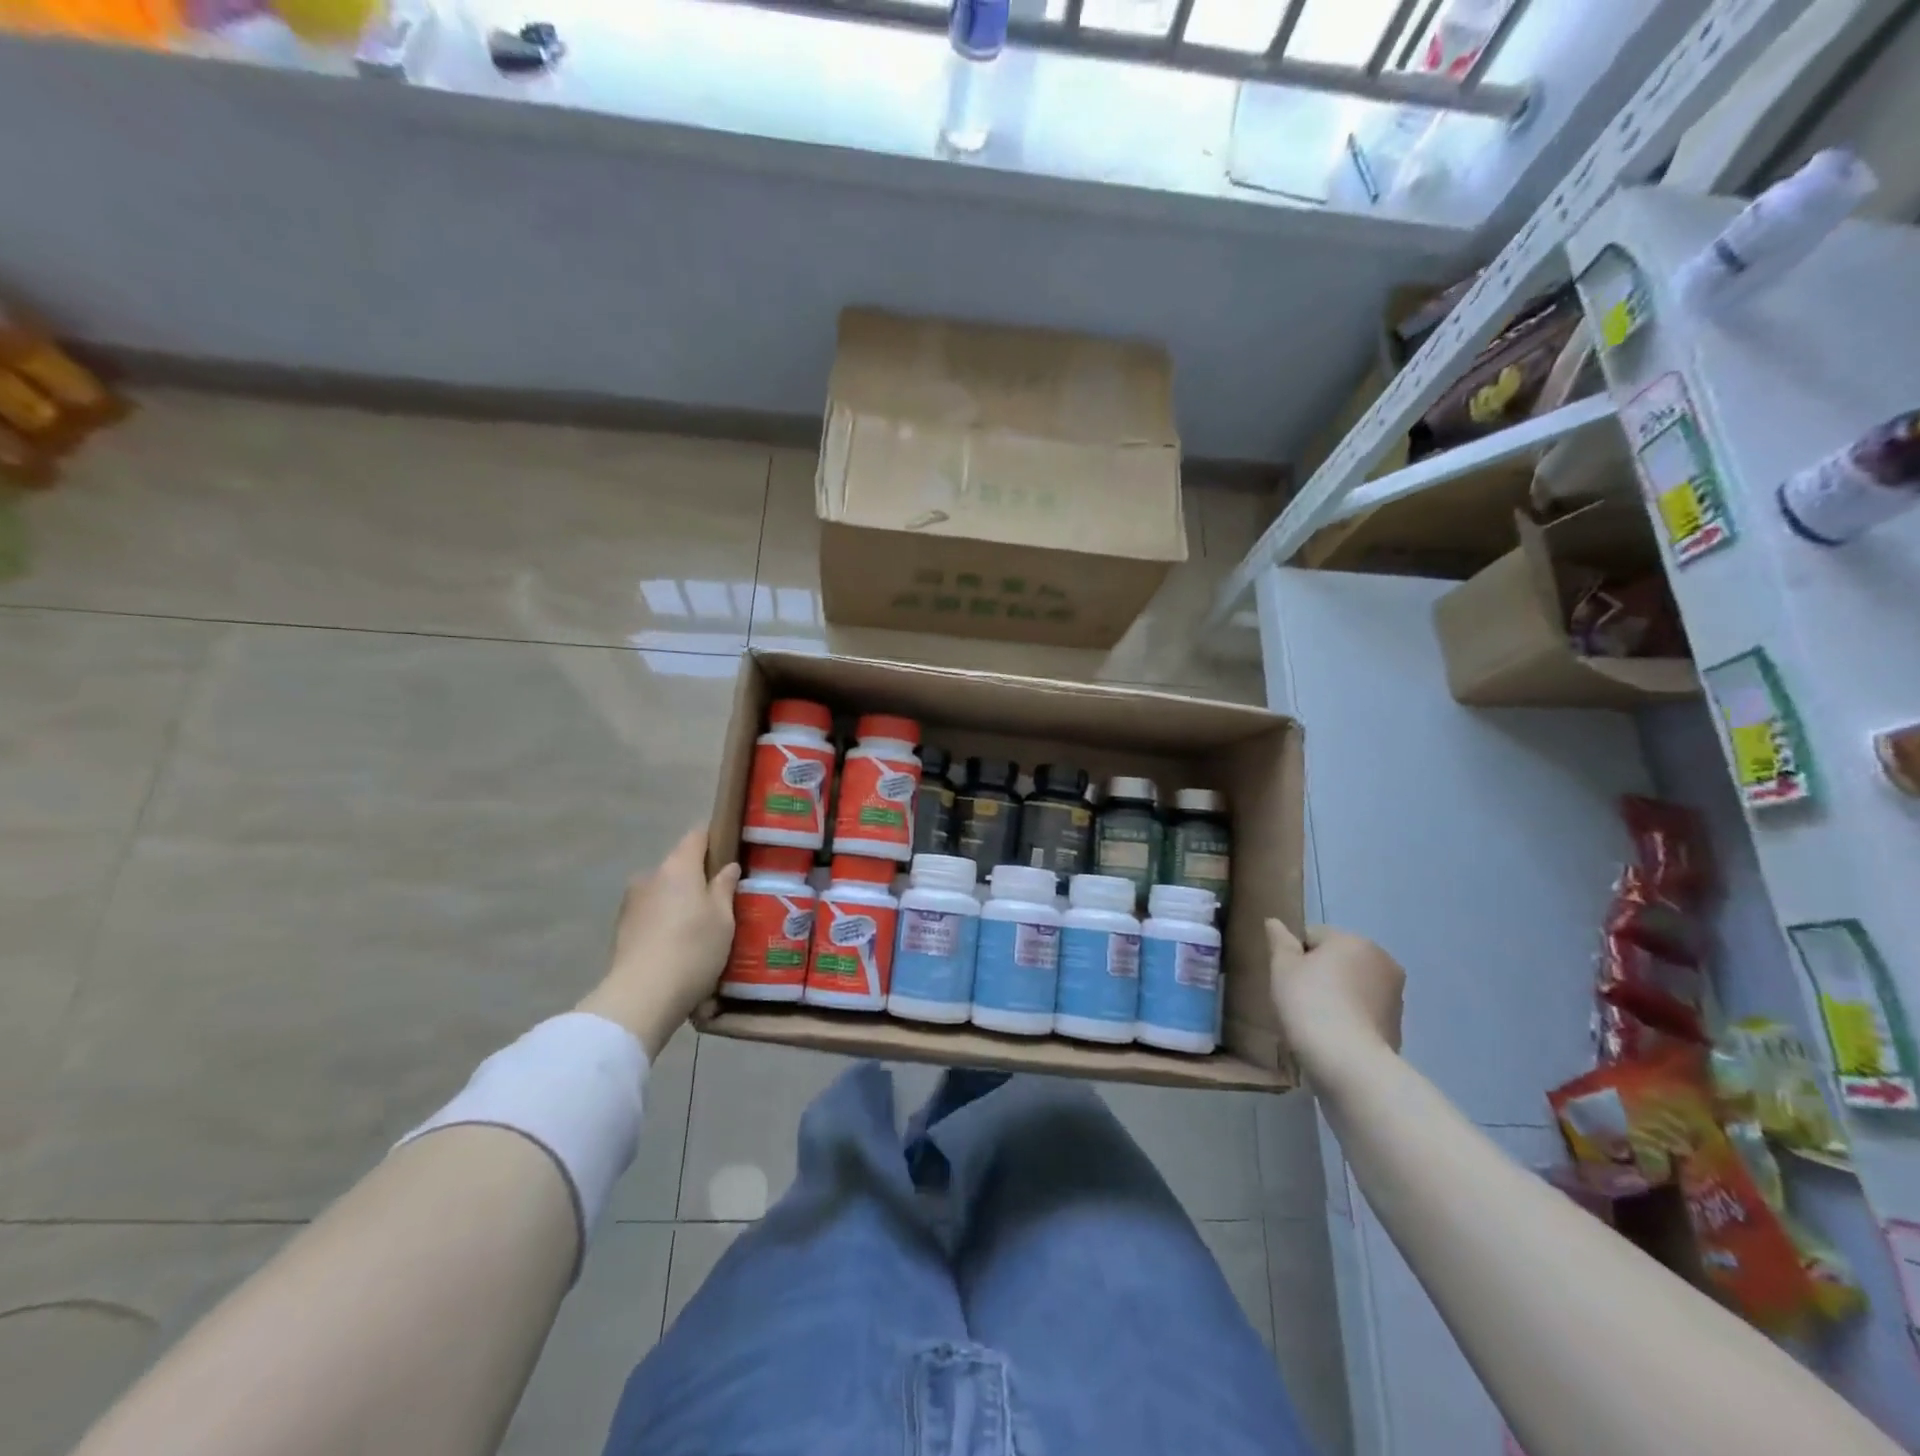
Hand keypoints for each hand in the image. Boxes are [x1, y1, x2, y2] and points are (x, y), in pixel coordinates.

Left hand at [577, 828, 740, 1058]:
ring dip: (681, 904)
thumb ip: (725, 888)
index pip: (697, 835)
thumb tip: (728, 867)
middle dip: (699, 879)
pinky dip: (666, 925)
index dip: (716, 839)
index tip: (732, 852)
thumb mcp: (723, 918)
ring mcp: (632, 903)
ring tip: (702, 931)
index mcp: (678, 866)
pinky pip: (653, 917)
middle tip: (723, 901)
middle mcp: (650, 877)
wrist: (641, 997)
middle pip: (680, 867)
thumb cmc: (693, 948)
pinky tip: (681, 949)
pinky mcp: (622, 930)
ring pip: (665, 894)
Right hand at [1266, 920, 1403, 1074]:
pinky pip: (1364, 1011)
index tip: (1286, 980)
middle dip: (1320, 974)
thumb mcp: (1282, 968)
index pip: (1313, 936)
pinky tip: (1334, 1036)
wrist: (1349, 1063)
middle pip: (1337, 959)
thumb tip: (1274, 922)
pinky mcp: (1398, 1026)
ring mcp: (1395, 995)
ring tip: (1316, 1021)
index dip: (1294, 956)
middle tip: (1299, 1000)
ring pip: (1353, 985)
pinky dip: (1350, 1017)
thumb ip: (1279, 941)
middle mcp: (1382, 960)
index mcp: (1354, 940)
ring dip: (1336, 995)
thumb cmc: (1310, 1004)